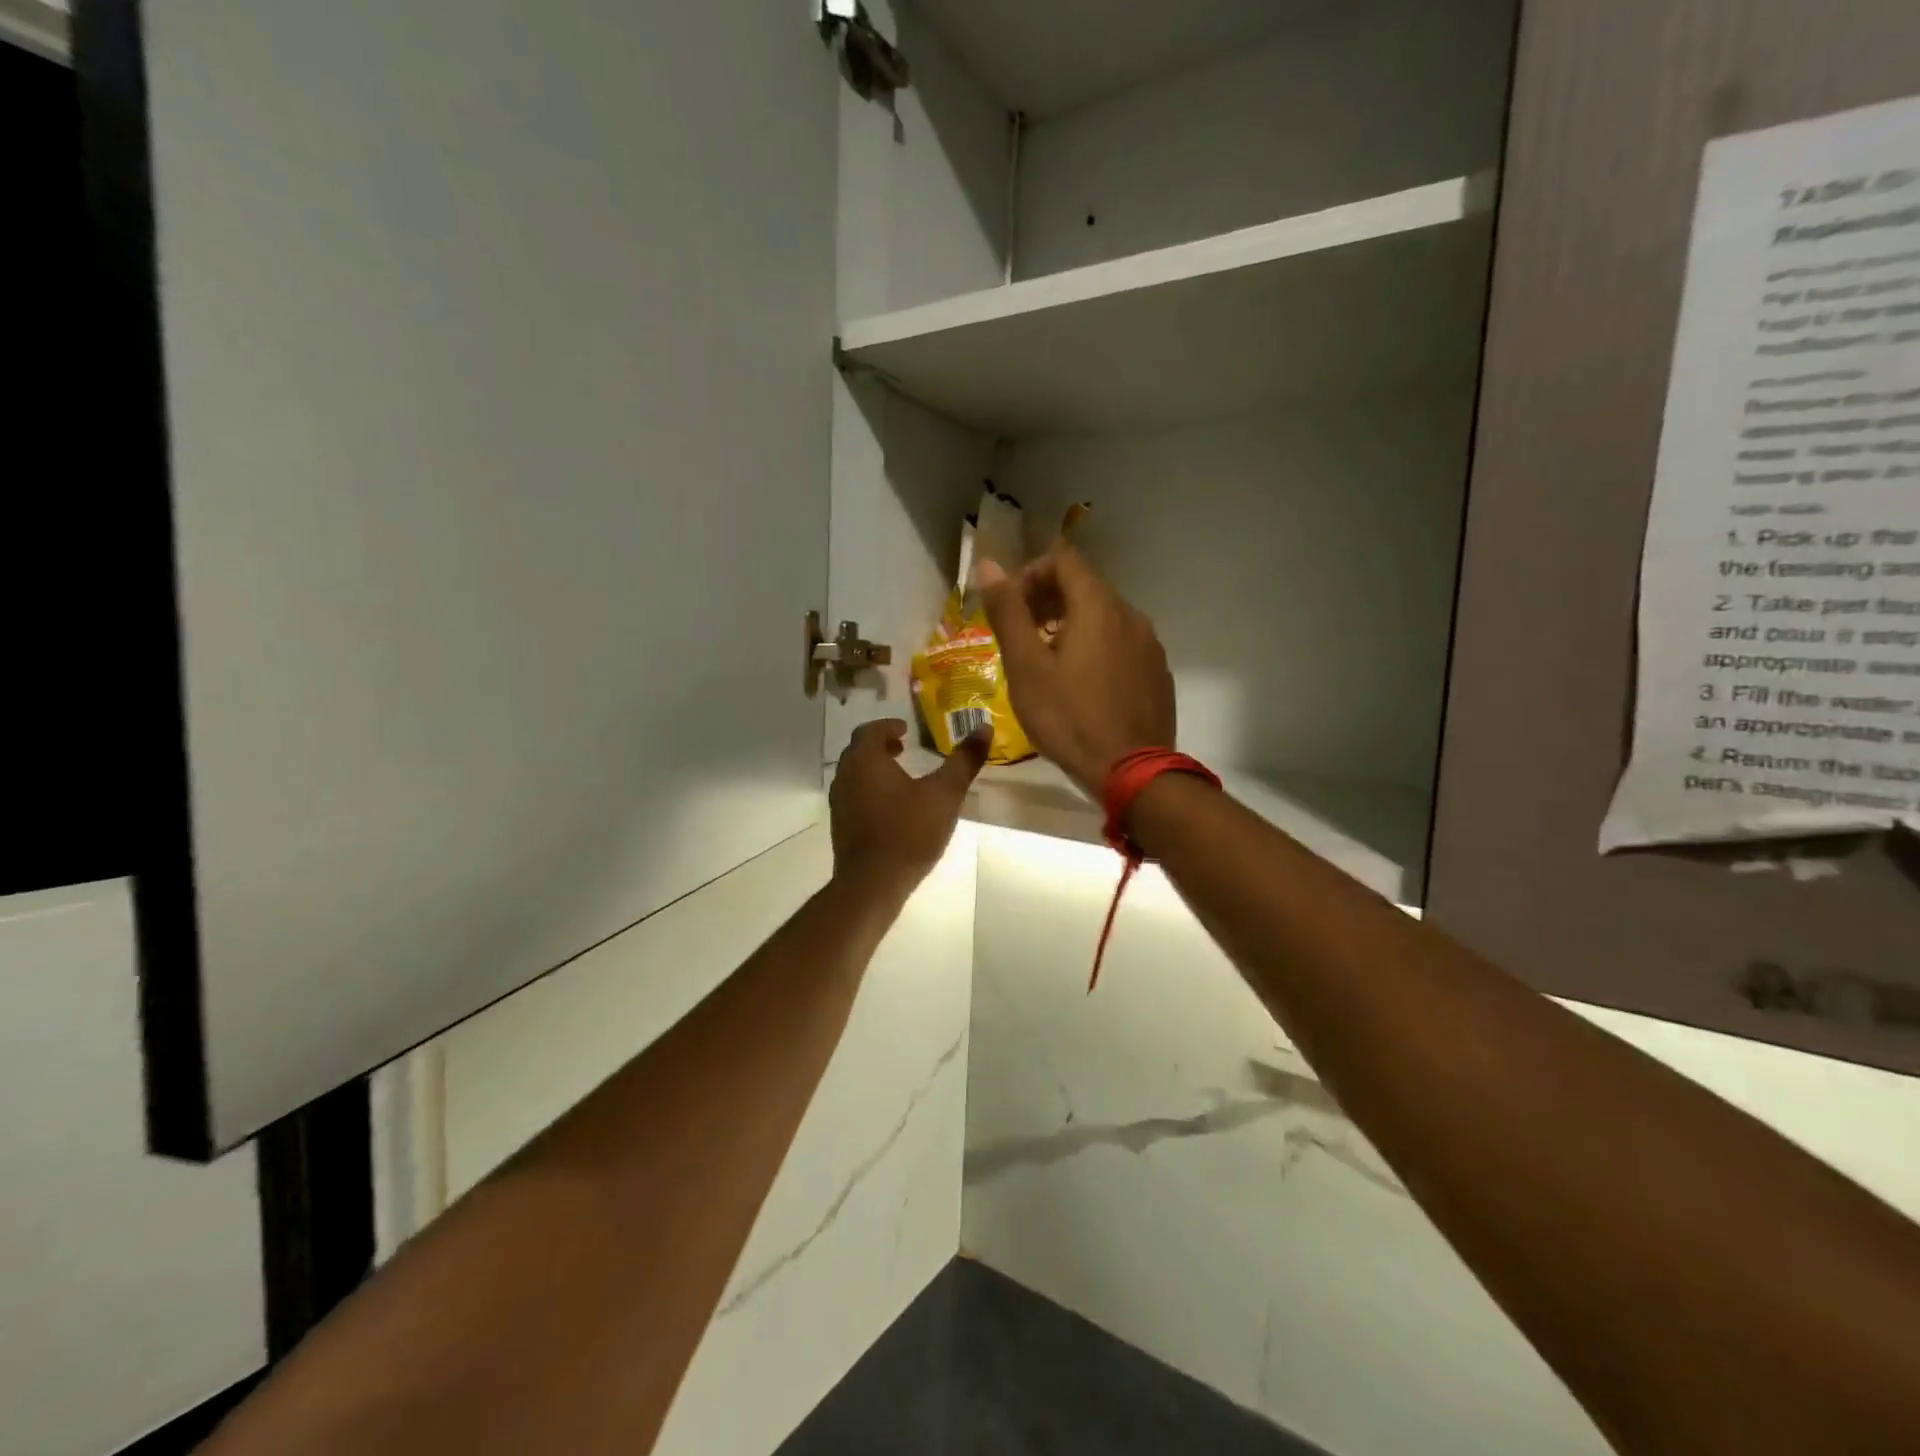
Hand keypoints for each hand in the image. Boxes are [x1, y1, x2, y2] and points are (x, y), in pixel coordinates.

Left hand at [830, 718, 989, 897]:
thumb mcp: (945, 794)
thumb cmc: (909, 831)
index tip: (906, 730)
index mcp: (865, 760)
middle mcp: (845, 776)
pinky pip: (854, 797)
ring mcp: (839, 803)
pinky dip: (870, 791)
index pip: (871, 730)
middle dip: (881, 746)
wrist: (873, 883)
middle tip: (903, 748)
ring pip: (855, 775)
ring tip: (901, 777)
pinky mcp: (841, 827)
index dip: (889, 726)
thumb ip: (964, 760)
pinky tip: (892, 808)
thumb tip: (984, 727)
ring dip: (875, 769)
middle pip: (859, 751)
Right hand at [975, 546, 1175, 795]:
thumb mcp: (1027, 668)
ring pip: (1105, 618)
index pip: (1064, 561)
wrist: (1132, 773)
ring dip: (1071, 626)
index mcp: (1099, 607)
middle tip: (1021, 635)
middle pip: (1085, 587)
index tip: (1010, 607)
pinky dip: (1096, 648)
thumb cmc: (1070, 719)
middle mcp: (1131, 616)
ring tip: (1047, 663)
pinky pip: (1122, 645)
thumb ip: (1008, 613)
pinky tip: (1081, 685)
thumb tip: (988, 564)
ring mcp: (1149, 646)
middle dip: (1047, 600)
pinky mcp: (1157, 674)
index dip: (1030, 574)